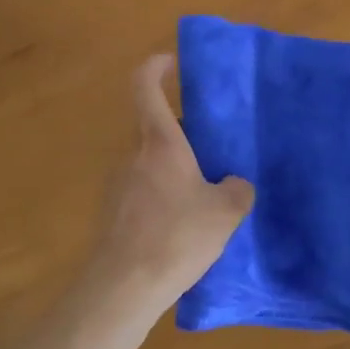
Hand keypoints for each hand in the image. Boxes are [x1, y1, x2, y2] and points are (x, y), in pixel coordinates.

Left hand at [78, 54, 254, 334]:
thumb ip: (237, 191)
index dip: (155, 66)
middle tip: (214, 150)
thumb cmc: (176, 237)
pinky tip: (182, 226)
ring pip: (150, 162)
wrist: (123, 287)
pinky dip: (162, 195)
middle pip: (155, 128)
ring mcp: (117, 184)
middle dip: (184, 134)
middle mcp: (133, 155)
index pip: (144, 86)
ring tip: (204, 194)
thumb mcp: (224, 213)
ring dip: (174, 168)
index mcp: (159, 143)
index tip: (170, 62)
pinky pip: (142, 190)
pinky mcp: (112, 212)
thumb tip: (235, 184)